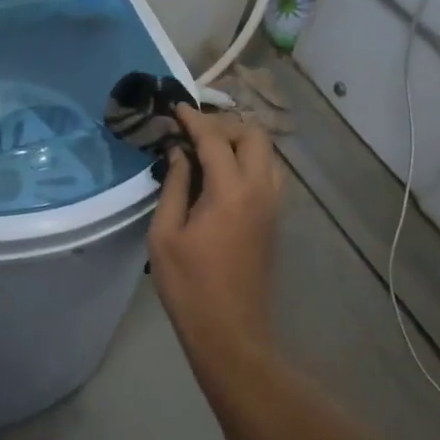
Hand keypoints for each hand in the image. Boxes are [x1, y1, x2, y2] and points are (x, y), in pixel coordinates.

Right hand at [148, 106, 283, 375]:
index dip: (194, 119)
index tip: (176, 108)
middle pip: (254, 136)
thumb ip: (175, 186)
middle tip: (193, 132)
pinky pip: (269, 173)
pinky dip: (250, 161)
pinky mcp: (274, 220)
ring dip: (241, 142)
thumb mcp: (165, 234)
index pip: (215, 139)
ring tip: (208, 149)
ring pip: (268, 154)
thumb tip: (179, 153)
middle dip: (224, 125)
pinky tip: (224, 174)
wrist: (230, 331)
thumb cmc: (189, 285)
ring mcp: (273, 205)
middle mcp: (260, 190)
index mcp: (230, 192)